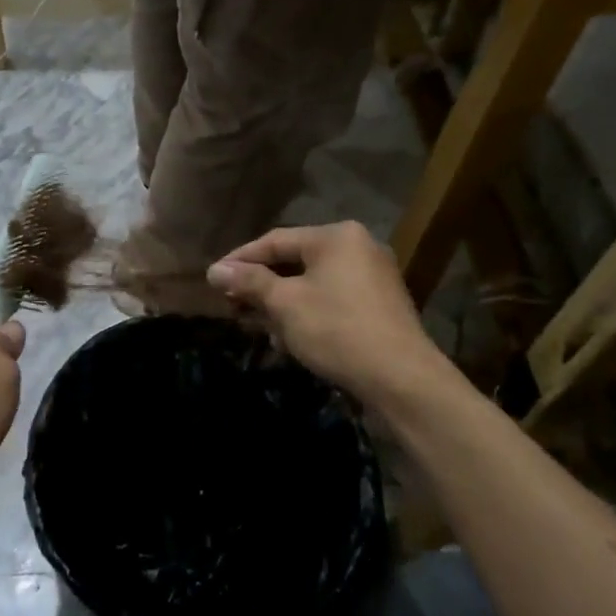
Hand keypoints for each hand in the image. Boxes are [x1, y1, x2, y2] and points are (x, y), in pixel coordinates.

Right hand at [206, 222, 456, 406]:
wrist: (401, 379)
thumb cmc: (337, 330)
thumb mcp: (285, 304)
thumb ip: (250, 282)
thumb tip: (214, 270)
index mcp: (336, 236)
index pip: (275, 240)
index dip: (241, 260)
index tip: (214, 279)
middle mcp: (358, 247)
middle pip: (295, 260)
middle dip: (261, 285)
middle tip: (232, 304)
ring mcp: (373, 276)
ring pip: (312, 282)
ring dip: (281, 302)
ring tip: (254, 323)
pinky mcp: (380, 305)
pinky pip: (332, 298)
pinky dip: (307, 311)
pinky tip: (288, 336)